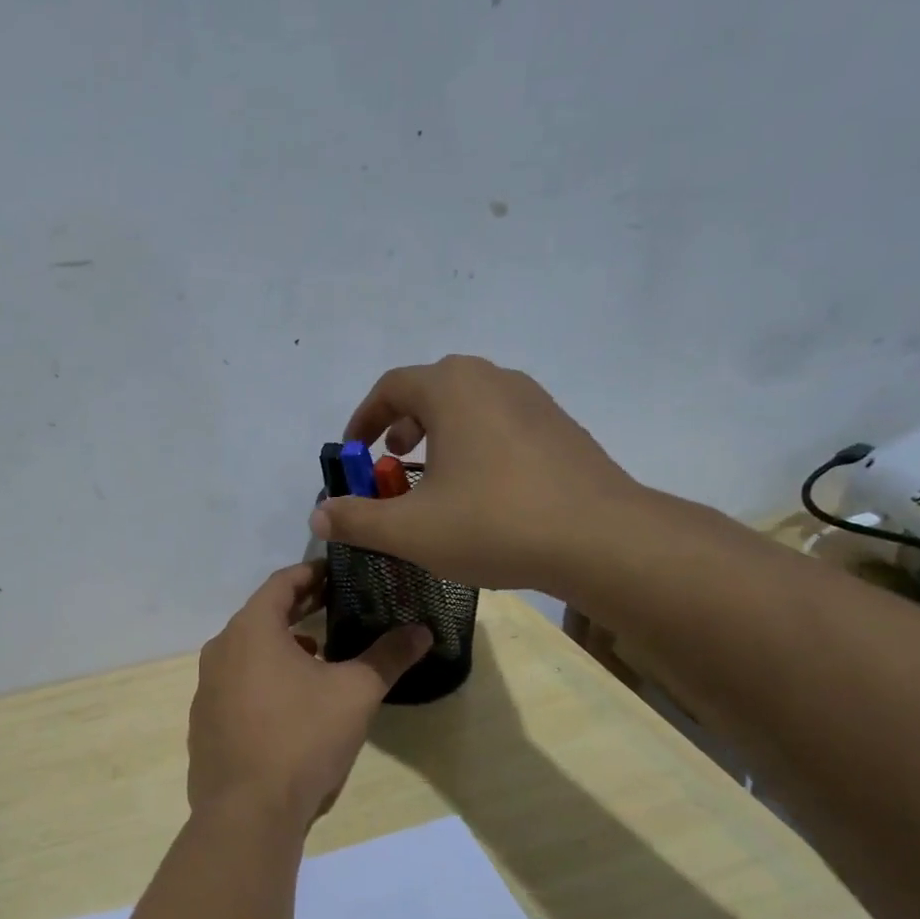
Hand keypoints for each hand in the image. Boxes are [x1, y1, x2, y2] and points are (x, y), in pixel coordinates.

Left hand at [188, 562, 430, 829]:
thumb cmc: (302, 738)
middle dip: (299, 609)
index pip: (281, 583)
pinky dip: (263, 679)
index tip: (339, 574)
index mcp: (251, 630)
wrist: (246, 813)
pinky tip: (290, 704)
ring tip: (318, 655)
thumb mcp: (355, 694)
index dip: (312, 574)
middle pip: (262, 616)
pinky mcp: (204, 723)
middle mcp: (220, 651)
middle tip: (335, 607)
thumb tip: (422, 631)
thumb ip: (388, 656)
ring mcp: (206, 689)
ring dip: (281, 646)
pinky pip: (236, 685)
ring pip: (247, 652)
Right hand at [308, 354, 651, 594]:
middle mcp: (492, 379)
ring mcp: (533, 400)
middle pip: (432, 390)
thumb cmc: (494, 523)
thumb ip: (357, 519)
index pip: (391, 387)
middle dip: (402, 424)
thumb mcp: (410, 530)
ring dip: (440, 434)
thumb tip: (319, 516)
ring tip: (434, 477)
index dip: (363, 419)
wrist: (601, 539)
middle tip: (392, 462)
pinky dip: (476, 445)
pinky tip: (482, 492)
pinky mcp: (561, 427)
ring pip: (470, 405)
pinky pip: (501, 424)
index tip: (353, 452)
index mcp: (452, 389)